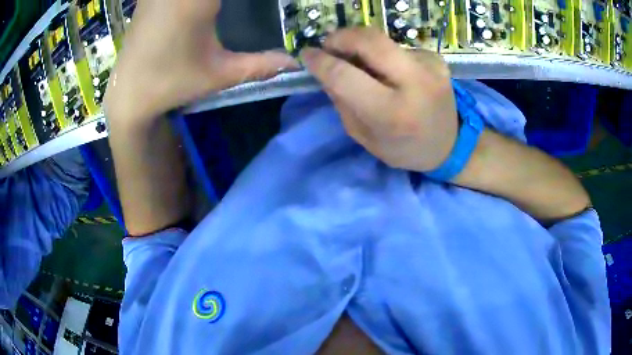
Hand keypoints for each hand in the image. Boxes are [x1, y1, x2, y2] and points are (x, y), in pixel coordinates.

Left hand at [104, 0, 297, 124]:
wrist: (127, 95)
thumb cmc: (171, 84)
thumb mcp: (219, 74)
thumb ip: (260, 65)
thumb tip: (294, 62)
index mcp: (197, 0)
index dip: (244, 1)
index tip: (249, 7)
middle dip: (222, 3)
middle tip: (230, 12)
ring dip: (211, 2)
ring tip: (216, 12)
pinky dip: (192, 2)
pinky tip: (198, 10)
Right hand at [301, 28, 457, 171]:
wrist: (450, 145)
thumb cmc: (403, 149)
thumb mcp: (365, 137)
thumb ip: (342, 102)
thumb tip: (325, 70)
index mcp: (392, 113)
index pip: (345, 75)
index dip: (320, 61)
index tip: (307, 55)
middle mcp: (415, 83)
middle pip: (369, 40)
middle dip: (341, 37)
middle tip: (329, 46)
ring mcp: (430, 66)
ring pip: (383, 40)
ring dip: (363, 47)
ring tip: (361, 63)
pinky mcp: (437, 58)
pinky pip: (398, 47)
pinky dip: (385, 55)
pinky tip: (389, 70)